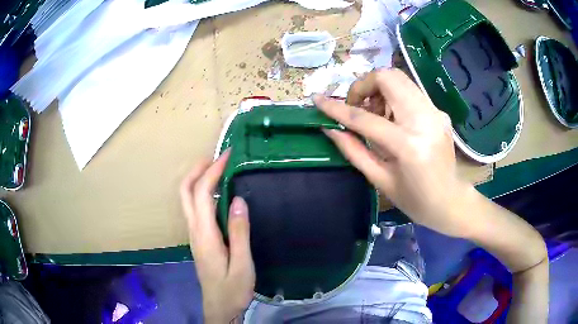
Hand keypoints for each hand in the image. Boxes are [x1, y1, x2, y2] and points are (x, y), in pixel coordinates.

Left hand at [180, 151, 254, 323]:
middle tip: (216, 157)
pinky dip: (201, 192)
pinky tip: (217, 193)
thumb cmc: (232, 289)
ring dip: (198, 179)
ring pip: (187, 199)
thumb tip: (237, 200)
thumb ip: (239, 232)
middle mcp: (194, 230)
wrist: (219, 306)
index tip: (227, 156)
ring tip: (217, 168)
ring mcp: (194, 234)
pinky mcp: (198, 239)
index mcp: (205, 234)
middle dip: (197, 169)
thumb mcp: (242, 264)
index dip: (213, 171)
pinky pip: (195, 208)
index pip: (203, 193)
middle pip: (185, 191)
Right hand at [315, 69, 474, 237]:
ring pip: (399, 79)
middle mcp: (425, 120)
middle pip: (388, 77)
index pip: (365, 118)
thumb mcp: (380, 180)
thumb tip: (329, 129)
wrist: (451, 201)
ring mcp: (435, 112)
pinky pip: (410, 92)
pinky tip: (394, 120)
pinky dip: (394, 97)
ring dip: (379, 90)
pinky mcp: (439, 111)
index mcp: (408, 145)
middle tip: (357, 107)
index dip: (337, 108)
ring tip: (376, 115)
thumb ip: (353, 150)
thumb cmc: (415, 200)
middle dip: (364, 86)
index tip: (317, 100)